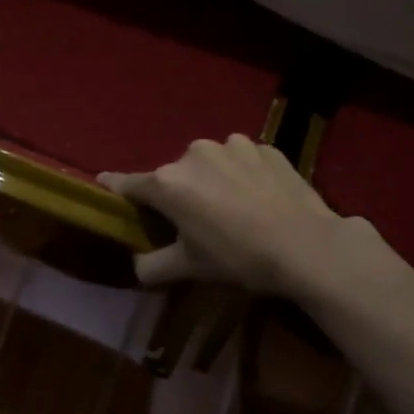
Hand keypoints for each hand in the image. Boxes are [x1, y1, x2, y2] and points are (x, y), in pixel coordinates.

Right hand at [102, 135, 369, 294]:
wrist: (308, 245)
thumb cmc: (239, 258)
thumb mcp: (190, 268)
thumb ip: (152, 266)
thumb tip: (136, 266)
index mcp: (168, 182)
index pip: (128, 183)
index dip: (115, 188)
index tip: (105, 186)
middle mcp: (194, 154)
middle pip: (173, 175)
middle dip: (177, 194)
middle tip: (193, 221)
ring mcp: (232, 145)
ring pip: (209, 164)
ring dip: (211, 180)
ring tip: (232, 208)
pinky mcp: (264, 147)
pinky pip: (241, 160)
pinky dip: (241, 175)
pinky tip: (258, 198)